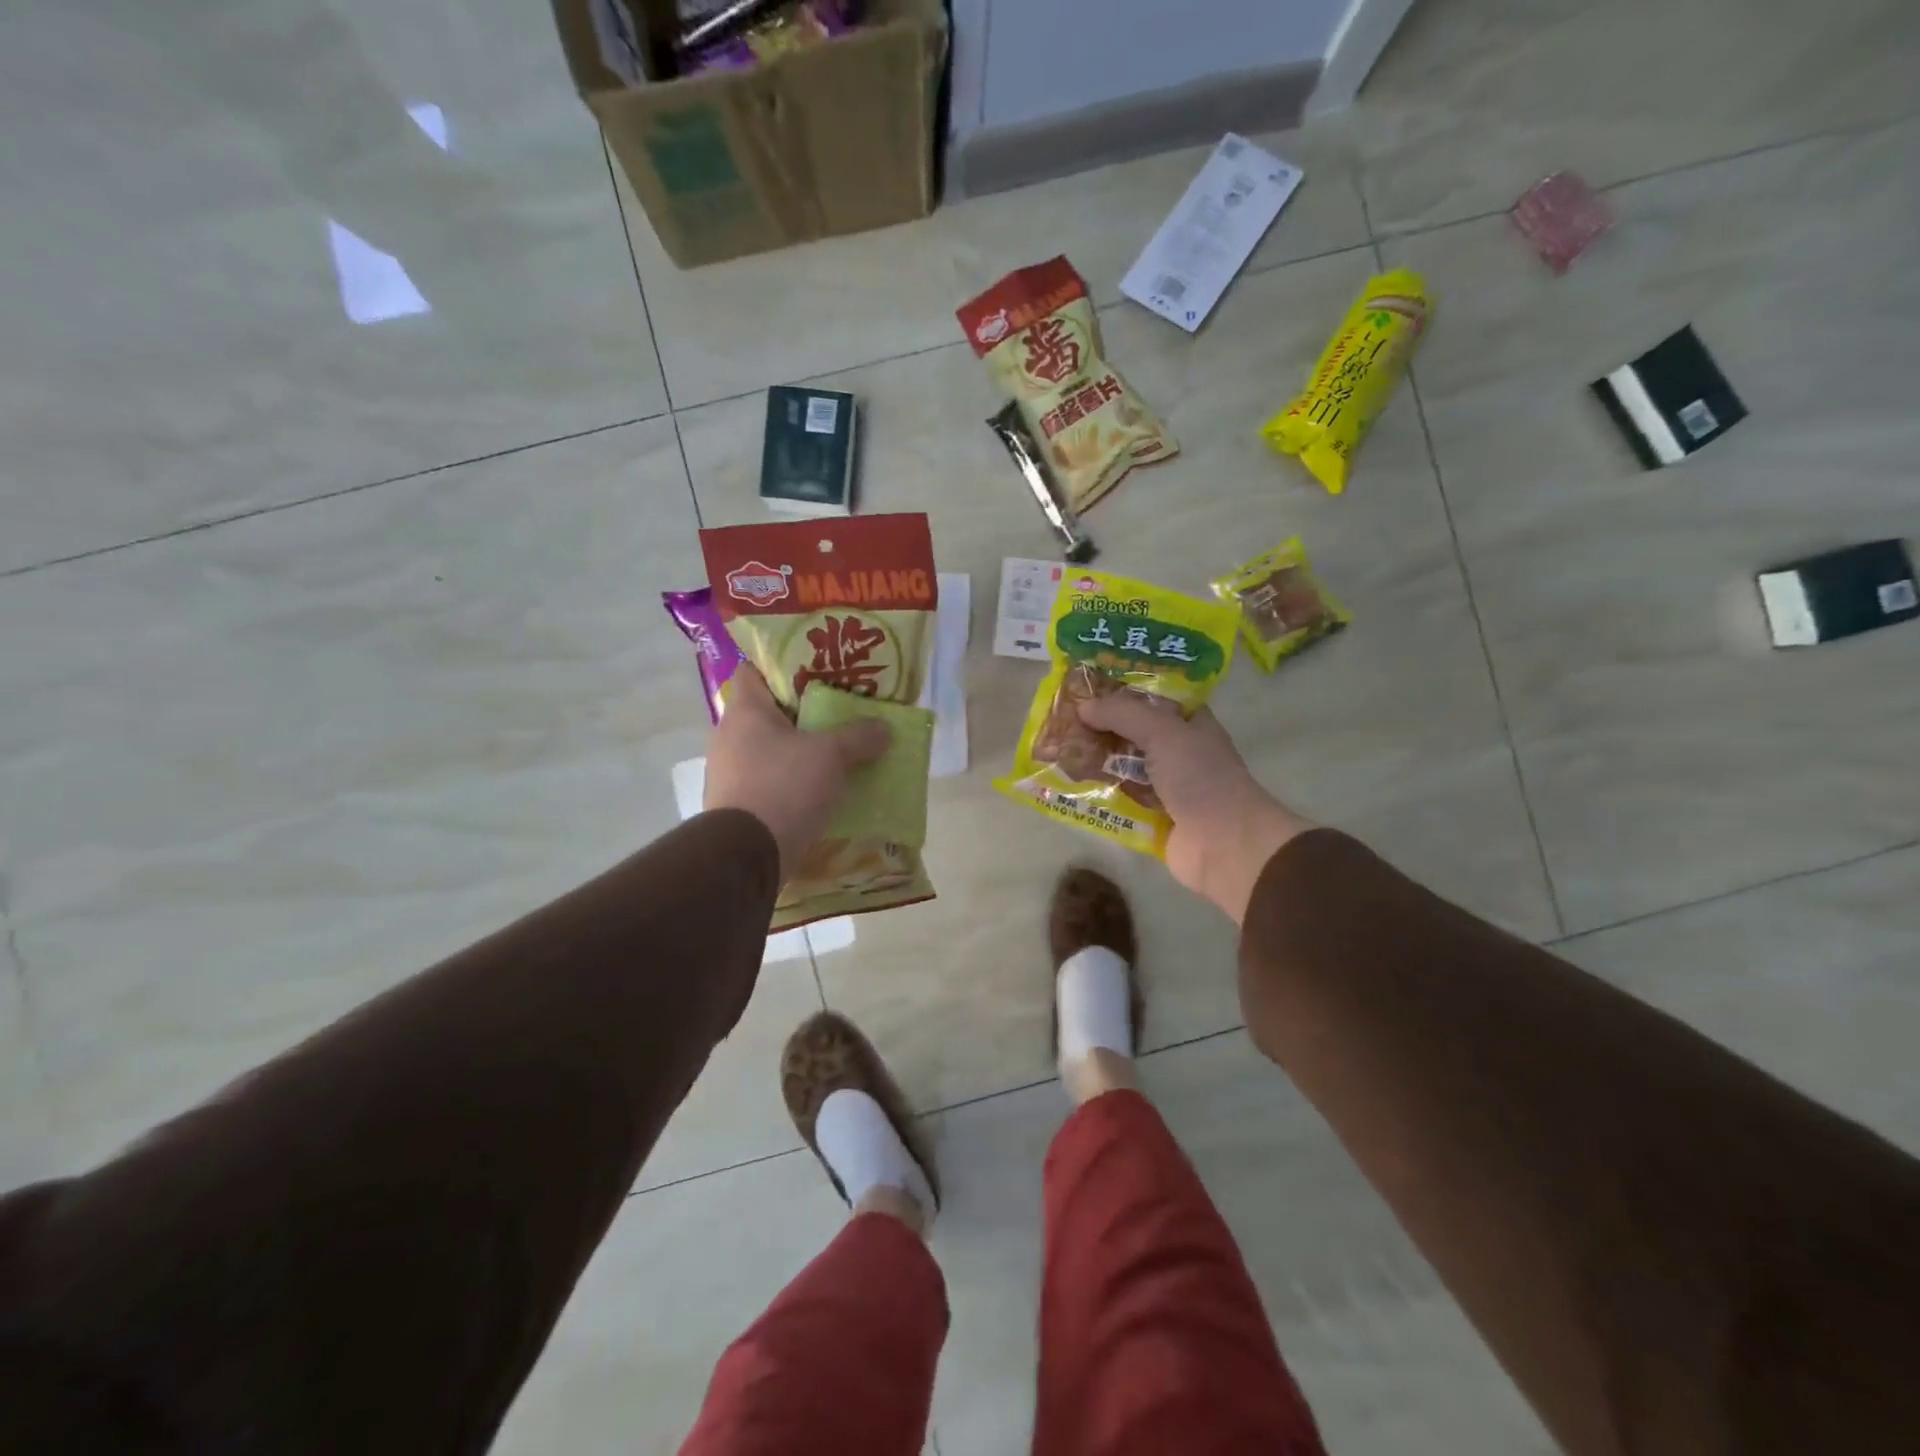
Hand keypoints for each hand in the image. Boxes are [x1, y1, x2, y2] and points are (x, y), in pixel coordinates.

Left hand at [704, 667, 890, 877]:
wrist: (748, 855)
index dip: (784, 665)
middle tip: (840, 710)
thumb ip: (859, 736)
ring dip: (800, 750)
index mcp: (745, 711)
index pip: (755, 670)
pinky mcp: (739, 805)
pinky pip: (771, 781)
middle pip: (769, 712)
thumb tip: (884, 728)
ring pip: (771, 749)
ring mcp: (731, 773)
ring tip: (837, 750)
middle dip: (804, 711)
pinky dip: (793, 781)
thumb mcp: (831, 755)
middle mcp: (730, 736)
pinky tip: (822, 787)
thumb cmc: (784, 787)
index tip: (816, 670)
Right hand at [1076, 696, 1311, 922]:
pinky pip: (1117, 798)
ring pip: (1120, 765)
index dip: (1119, 690)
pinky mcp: (1150, 815)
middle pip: (1130, 731)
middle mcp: (1176, 750)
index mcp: (1188, 723)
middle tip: (1057, 718)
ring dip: (1092, 759)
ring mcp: (1163, 784)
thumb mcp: (1163, 732)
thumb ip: (1122, 714)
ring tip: (1053, 749)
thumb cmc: (1200, 777)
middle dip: (1097, 726)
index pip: (1150, 697)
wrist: (1224, 844)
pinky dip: (1095, 792)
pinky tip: (1064, 784)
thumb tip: (1083, 707)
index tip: (1082, 686)